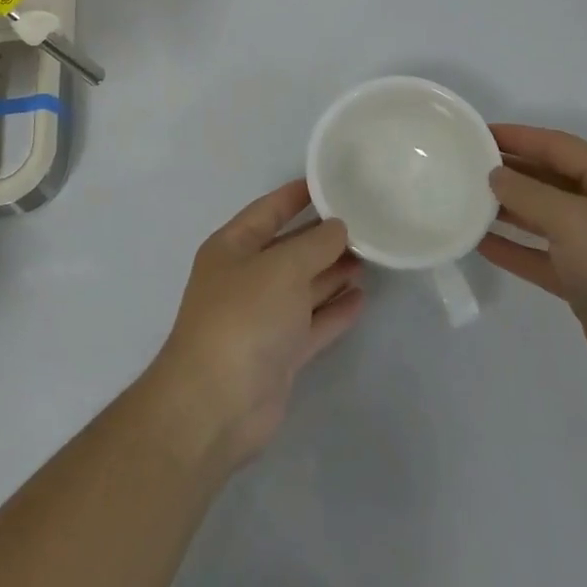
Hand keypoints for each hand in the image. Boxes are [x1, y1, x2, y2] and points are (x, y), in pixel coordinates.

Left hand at [148, 181, 365, 471]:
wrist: (217, 403)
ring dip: (332, 272)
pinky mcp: (279, 354)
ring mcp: (262, 318)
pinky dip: (334, 310)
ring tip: (370, 257)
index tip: (331, 183)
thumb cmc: (244, 317)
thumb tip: (338, 227)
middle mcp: (245, 278)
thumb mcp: (282, 267)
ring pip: (303, 286)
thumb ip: (314, 244)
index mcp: (232, 247)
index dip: (296, 195)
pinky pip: (311, 322)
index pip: (268, 210)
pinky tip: (361, 298)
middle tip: (365, 224)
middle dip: (323, 238)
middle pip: (289, 249)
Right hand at [477, 125, 586, 407]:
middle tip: (463, 165)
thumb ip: (528, 194)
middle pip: (551, 180)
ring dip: (507, 210)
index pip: (559, 147)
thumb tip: (495, 175)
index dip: (518, 137)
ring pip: (544, 219)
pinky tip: (480, 243)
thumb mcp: (575, 221)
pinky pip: (542, 257)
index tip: (476, 132)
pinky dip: (514, 249)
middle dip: (510, 171)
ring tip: (464, 200)